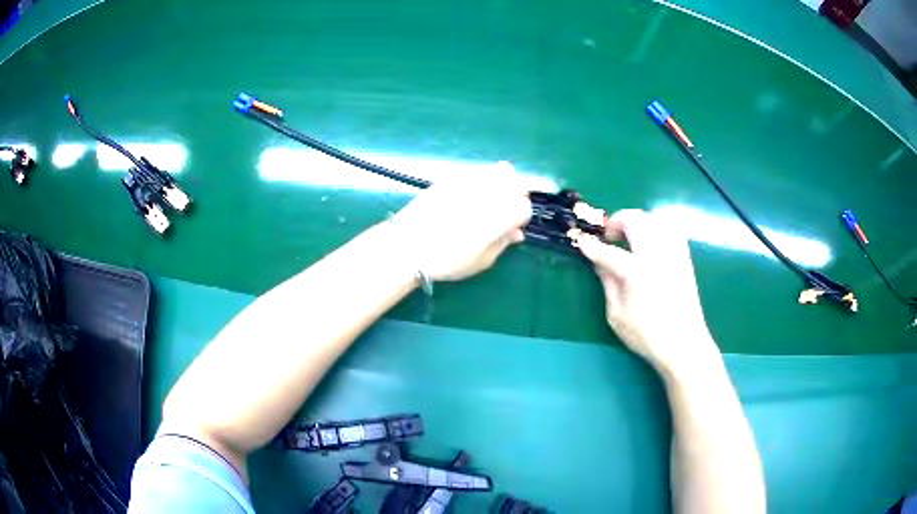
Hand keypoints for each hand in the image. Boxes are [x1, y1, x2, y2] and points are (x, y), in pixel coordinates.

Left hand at [390, 164, 531, 281]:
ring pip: (502, 170)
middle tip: (504, 213)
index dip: (521, 219)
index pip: (525, 207)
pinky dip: (483, 179)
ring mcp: (472, 179)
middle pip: (519, 183)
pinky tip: (470, 196)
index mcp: (501, 215)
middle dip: (517, 197)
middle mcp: (491, 192)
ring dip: (503, 184)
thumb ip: (503, 243)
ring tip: (489, 201)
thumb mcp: (482, 260)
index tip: (511, 228)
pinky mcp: (454, 175)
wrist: (408, 246)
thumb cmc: (448, 260)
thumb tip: (516, 233)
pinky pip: (479, 170)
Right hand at [576, 209, 718, 374]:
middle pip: (635, 220)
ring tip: (629, 236)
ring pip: (655, 218)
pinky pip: (670, 229)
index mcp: (637, 272)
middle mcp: (656, 255)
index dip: (591, 246)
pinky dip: (657, 227)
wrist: (684, 344)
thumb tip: (599, 263)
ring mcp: (673, 253)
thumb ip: (608, 284)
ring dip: (638, 221)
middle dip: (617, 222)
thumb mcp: (617, 315)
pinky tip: (650, 241)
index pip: (608, 251)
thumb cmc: (647, 335)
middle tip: (608, 238)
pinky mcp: (684, 257)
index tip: (581, 240)